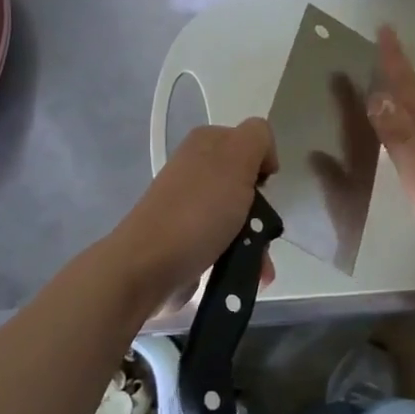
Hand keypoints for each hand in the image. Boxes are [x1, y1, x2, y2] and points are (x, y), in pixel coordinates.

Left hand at [108, 119, 276, 304]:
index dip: (264, 164)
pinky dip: (242, 257)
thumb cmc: (199, 210)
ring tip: (260, 265)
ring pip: (241, 217)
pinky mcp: (189, 238)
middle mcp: (197, 169)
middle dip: (264, 211)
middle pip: (248, 184)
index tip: (264, 188)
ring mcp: (192, 205)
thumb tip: (263, 156)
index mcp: (206, 143)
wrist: (150, 265)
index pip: (251, 142)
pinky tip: (250, 274)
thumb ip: (256, 138)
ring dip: (257, 242)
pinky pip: (227, 243)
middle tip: (264, 229)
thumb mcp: (235, 159)